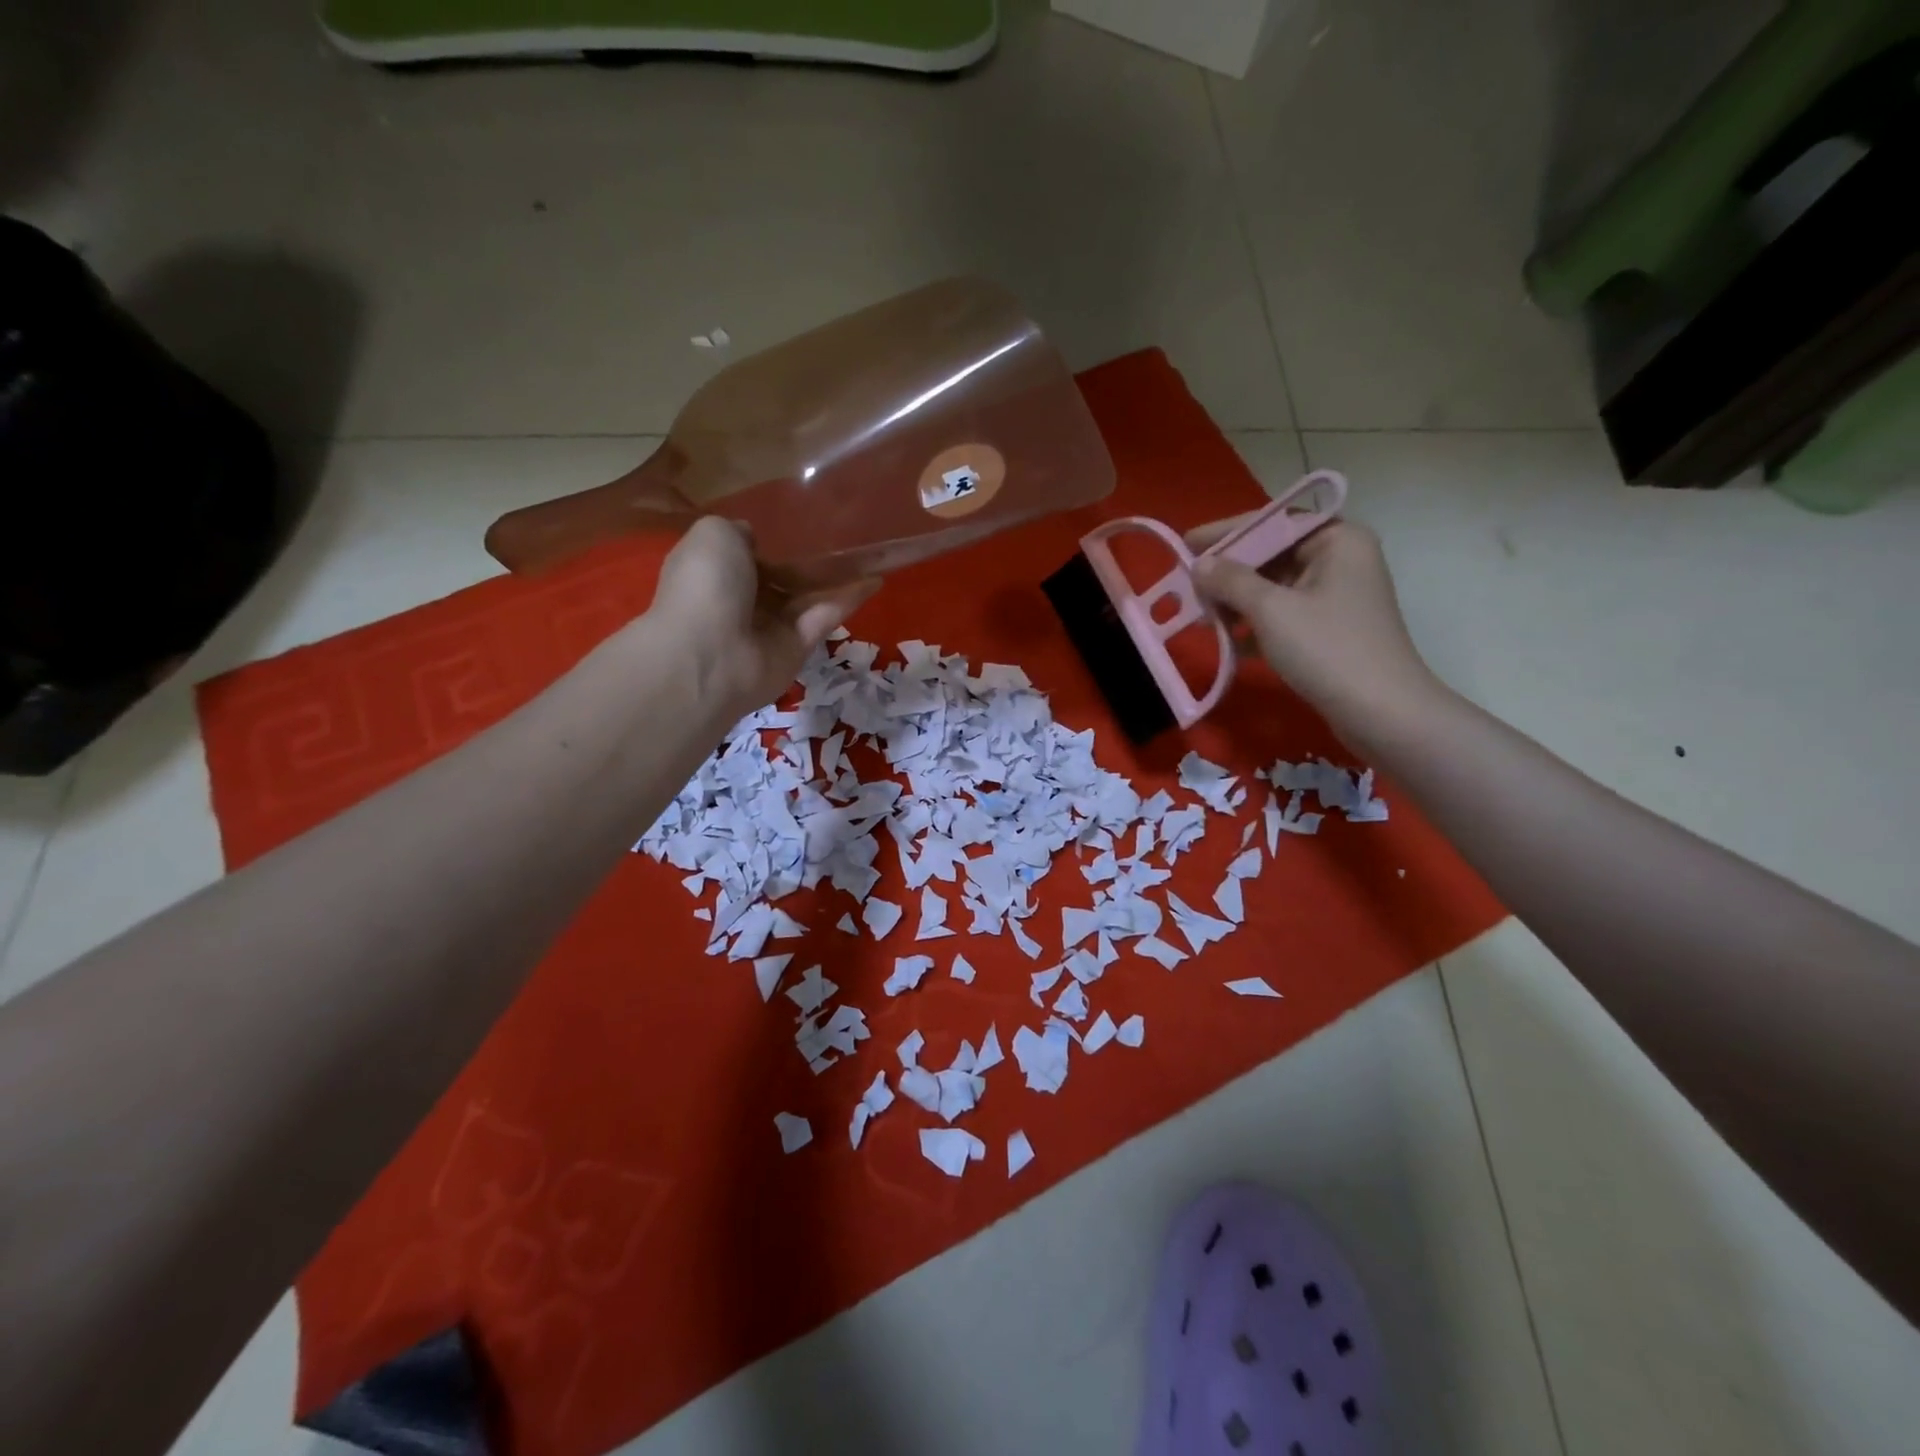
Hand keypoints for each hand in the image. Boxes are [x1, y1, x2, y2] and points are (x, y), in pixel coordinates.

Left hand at [646, 517, 878, 721]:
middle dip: (808, 560)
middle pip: (782, 577)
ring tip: (871, 553)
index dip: (770, 542)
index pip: (746, 555)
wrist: (711, 654)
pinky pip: (825, 617)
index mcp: (716, 572)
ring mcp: (772, 626)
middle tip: (845, 535)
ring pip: (808, 596)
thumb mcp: (714, 534)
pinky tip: (875, 579)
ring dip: (837, 577)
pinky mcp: (799, 647)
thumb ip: (738, 531)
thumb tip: (755, 539)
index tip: (799, 524)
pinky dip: (849, 599)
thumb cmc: (706, 585)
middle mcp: (743, 600)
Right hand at [1187, 517, 1440, 743]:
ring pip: (1272, 588)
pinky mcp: (1327, 629)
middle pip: (1270, 555)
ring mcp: (1334, 596)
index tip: (1185, 543)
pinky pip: (1281, 614)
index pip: (1270, 523)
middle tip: (1186, 586)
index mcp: (1336, 540)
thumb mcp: (1271, 611)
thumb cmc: (1327, 650)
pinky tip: (1225, 641)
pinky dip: (1253, 624)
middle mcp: (1339, 559)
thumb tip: (1199, 564)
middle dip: (1227, 573)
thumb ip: (1230, 581)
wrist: (1381, 712)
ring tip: (1200, 618)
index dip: (1225, 534)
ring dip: (1235, 602)